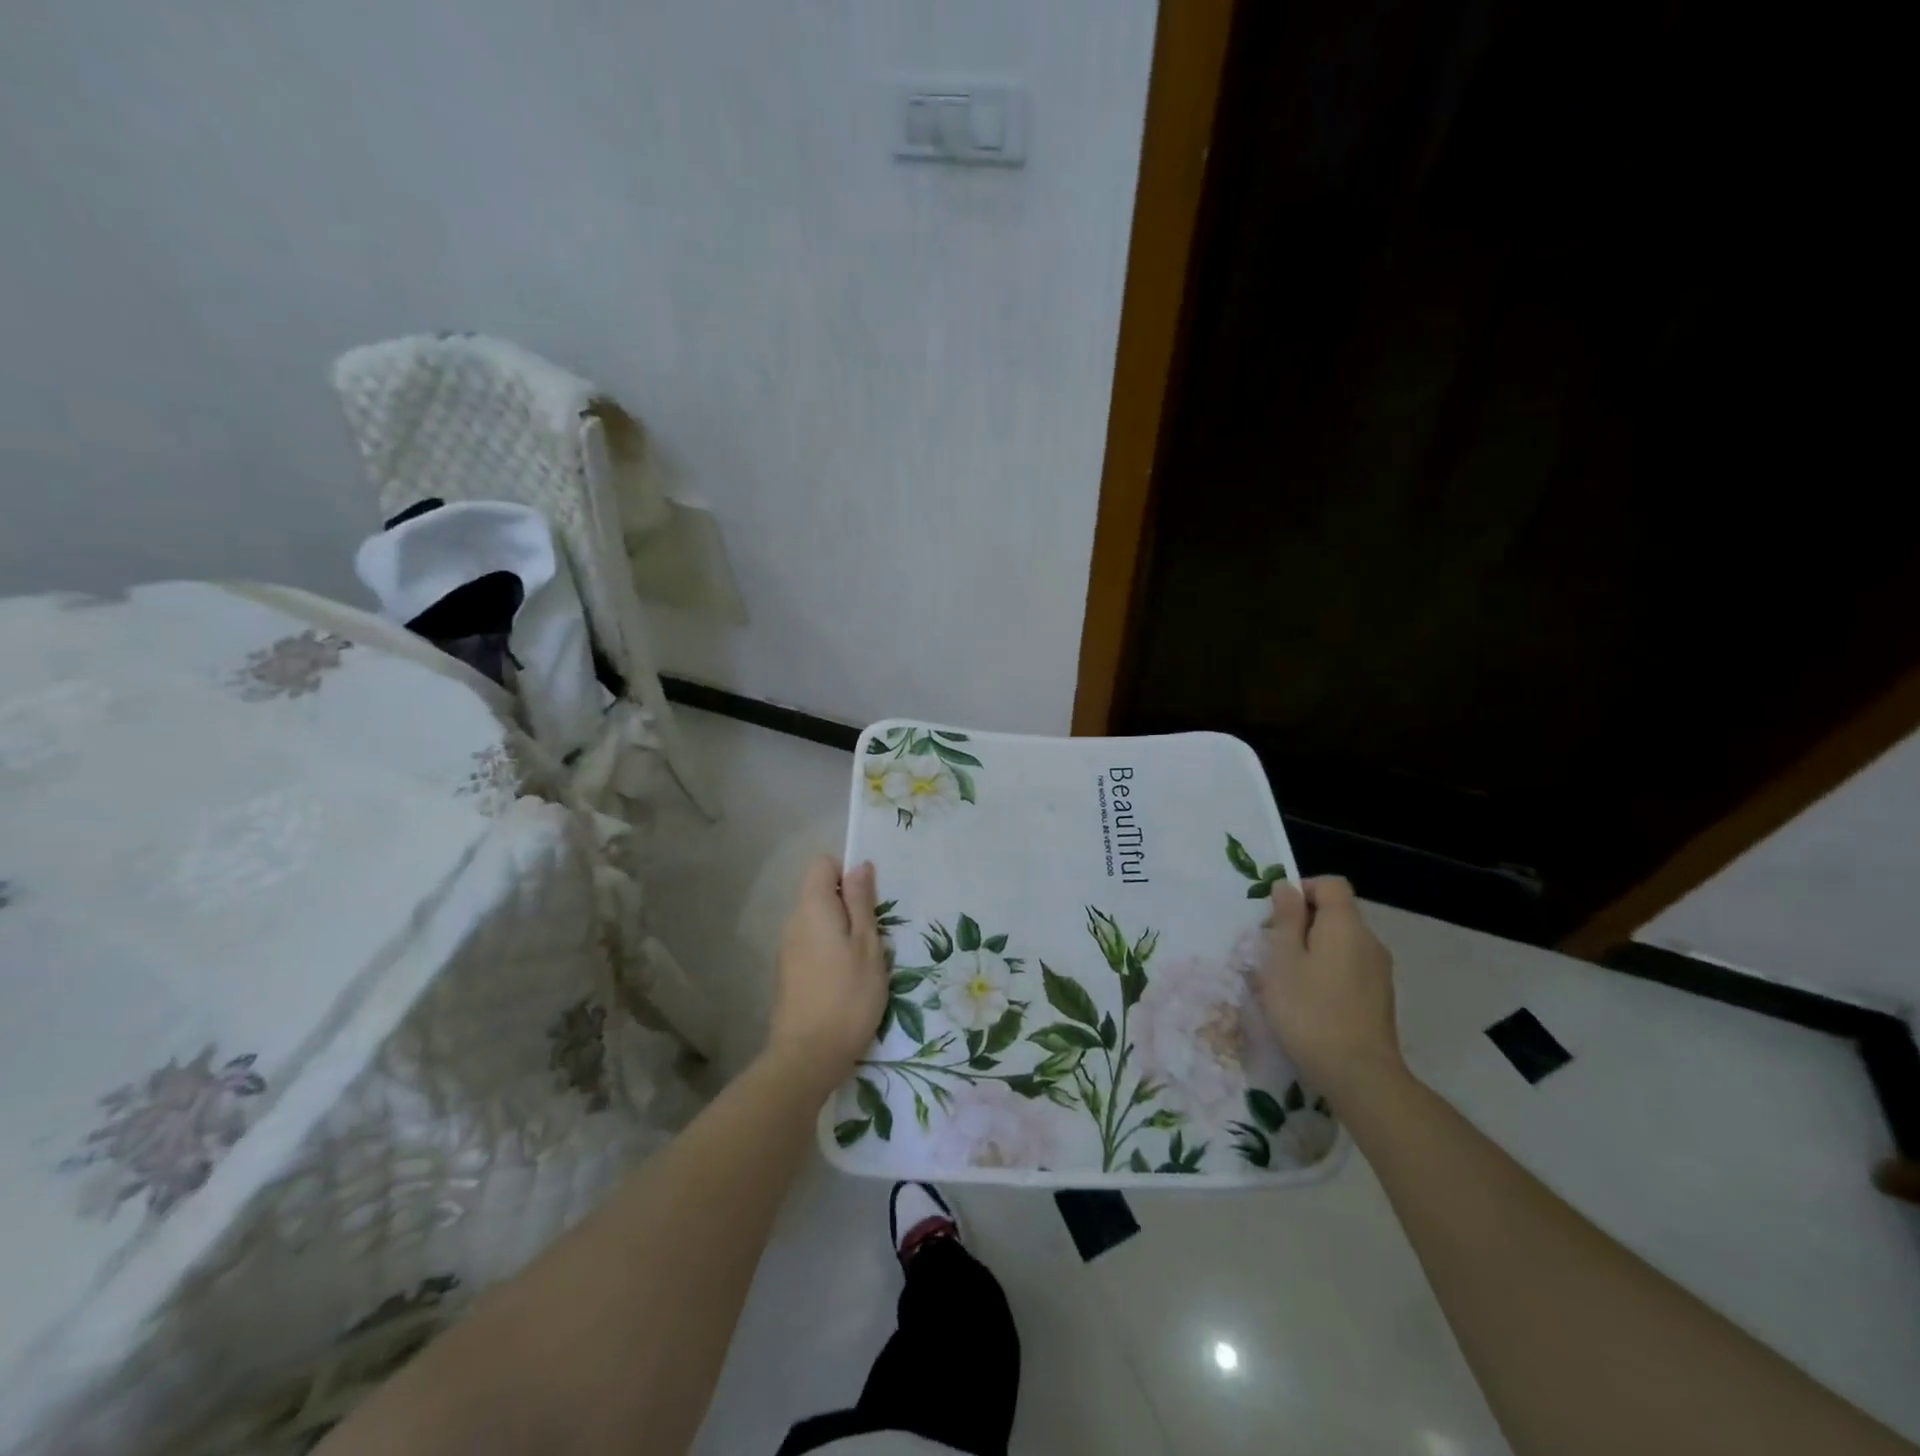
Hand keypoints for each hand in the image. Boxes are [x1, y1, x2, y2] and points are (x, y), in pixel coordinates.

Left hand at [768, 857, 888, 1092]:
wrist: (808, 1056)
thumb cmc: (848, 995)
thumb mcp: (867, 944)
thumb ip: (861, 902)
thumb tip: (859, 865)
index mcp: (812, 908)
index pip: (823, 865)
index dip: (847, 873)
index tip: (870, 899)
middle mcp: (793, 922)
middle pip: (819, 893)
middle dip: (847, 905)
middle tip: (875, 934)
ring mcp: (786, 949)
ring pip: (816, 922)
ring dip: (840, 931)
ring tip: (864, 961)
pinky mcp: (787, 974)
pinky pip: (810, 945)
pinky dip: (829, 951)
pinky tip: (845, 980)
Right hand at [1258, 876, 1404, 1104]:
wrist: (1359, 1074)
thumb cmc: (1309, 1010)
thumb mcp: (1283, 959)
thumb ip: (1286, 918)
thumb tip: (1288, 887)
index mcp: (1345, 925)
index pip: (1331, 884)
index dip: (1303, 890)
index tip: (1278, 915)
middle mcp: (1369, 941)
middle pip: (1336, 913)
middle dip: (1304, 923)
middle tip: (1275, 952)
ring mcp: (1379, 971)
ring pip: (1342, 943)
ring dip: (1315, 950)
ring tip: (1289, 981)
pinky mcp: (1380, 998)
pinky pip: (1350, 968)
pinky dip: (1329, 972)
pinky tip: (1311, 1002)